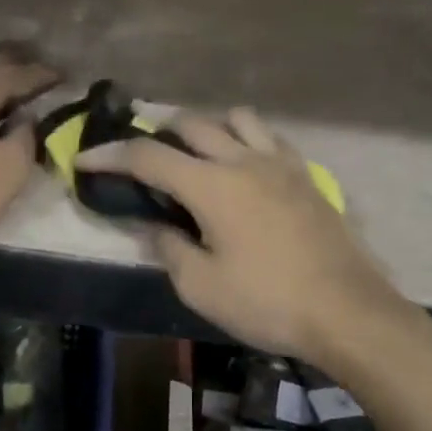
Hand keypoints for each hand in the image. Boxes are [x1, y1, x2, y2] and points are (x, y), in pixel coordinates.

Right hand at [76, 108, 401, 362]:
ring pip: (236, 118)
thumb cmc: (267, 302)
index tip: (85, 160)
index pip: (147, 156)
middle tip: (141, 156)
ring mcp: (280, 163)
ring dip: (207, 128)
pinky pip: (270, 138)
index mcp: (211, 185)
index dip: (110, 155)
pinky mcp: (306, 175)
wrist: (347, 311)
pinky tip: (245, 168)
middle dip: (156, 132)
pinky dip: (246, 140)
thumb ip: (168, 248)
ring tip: (197, 155)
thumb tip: (155, 226)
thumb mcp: (201, 286)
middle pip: (190, 124)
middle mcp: (243, 160)